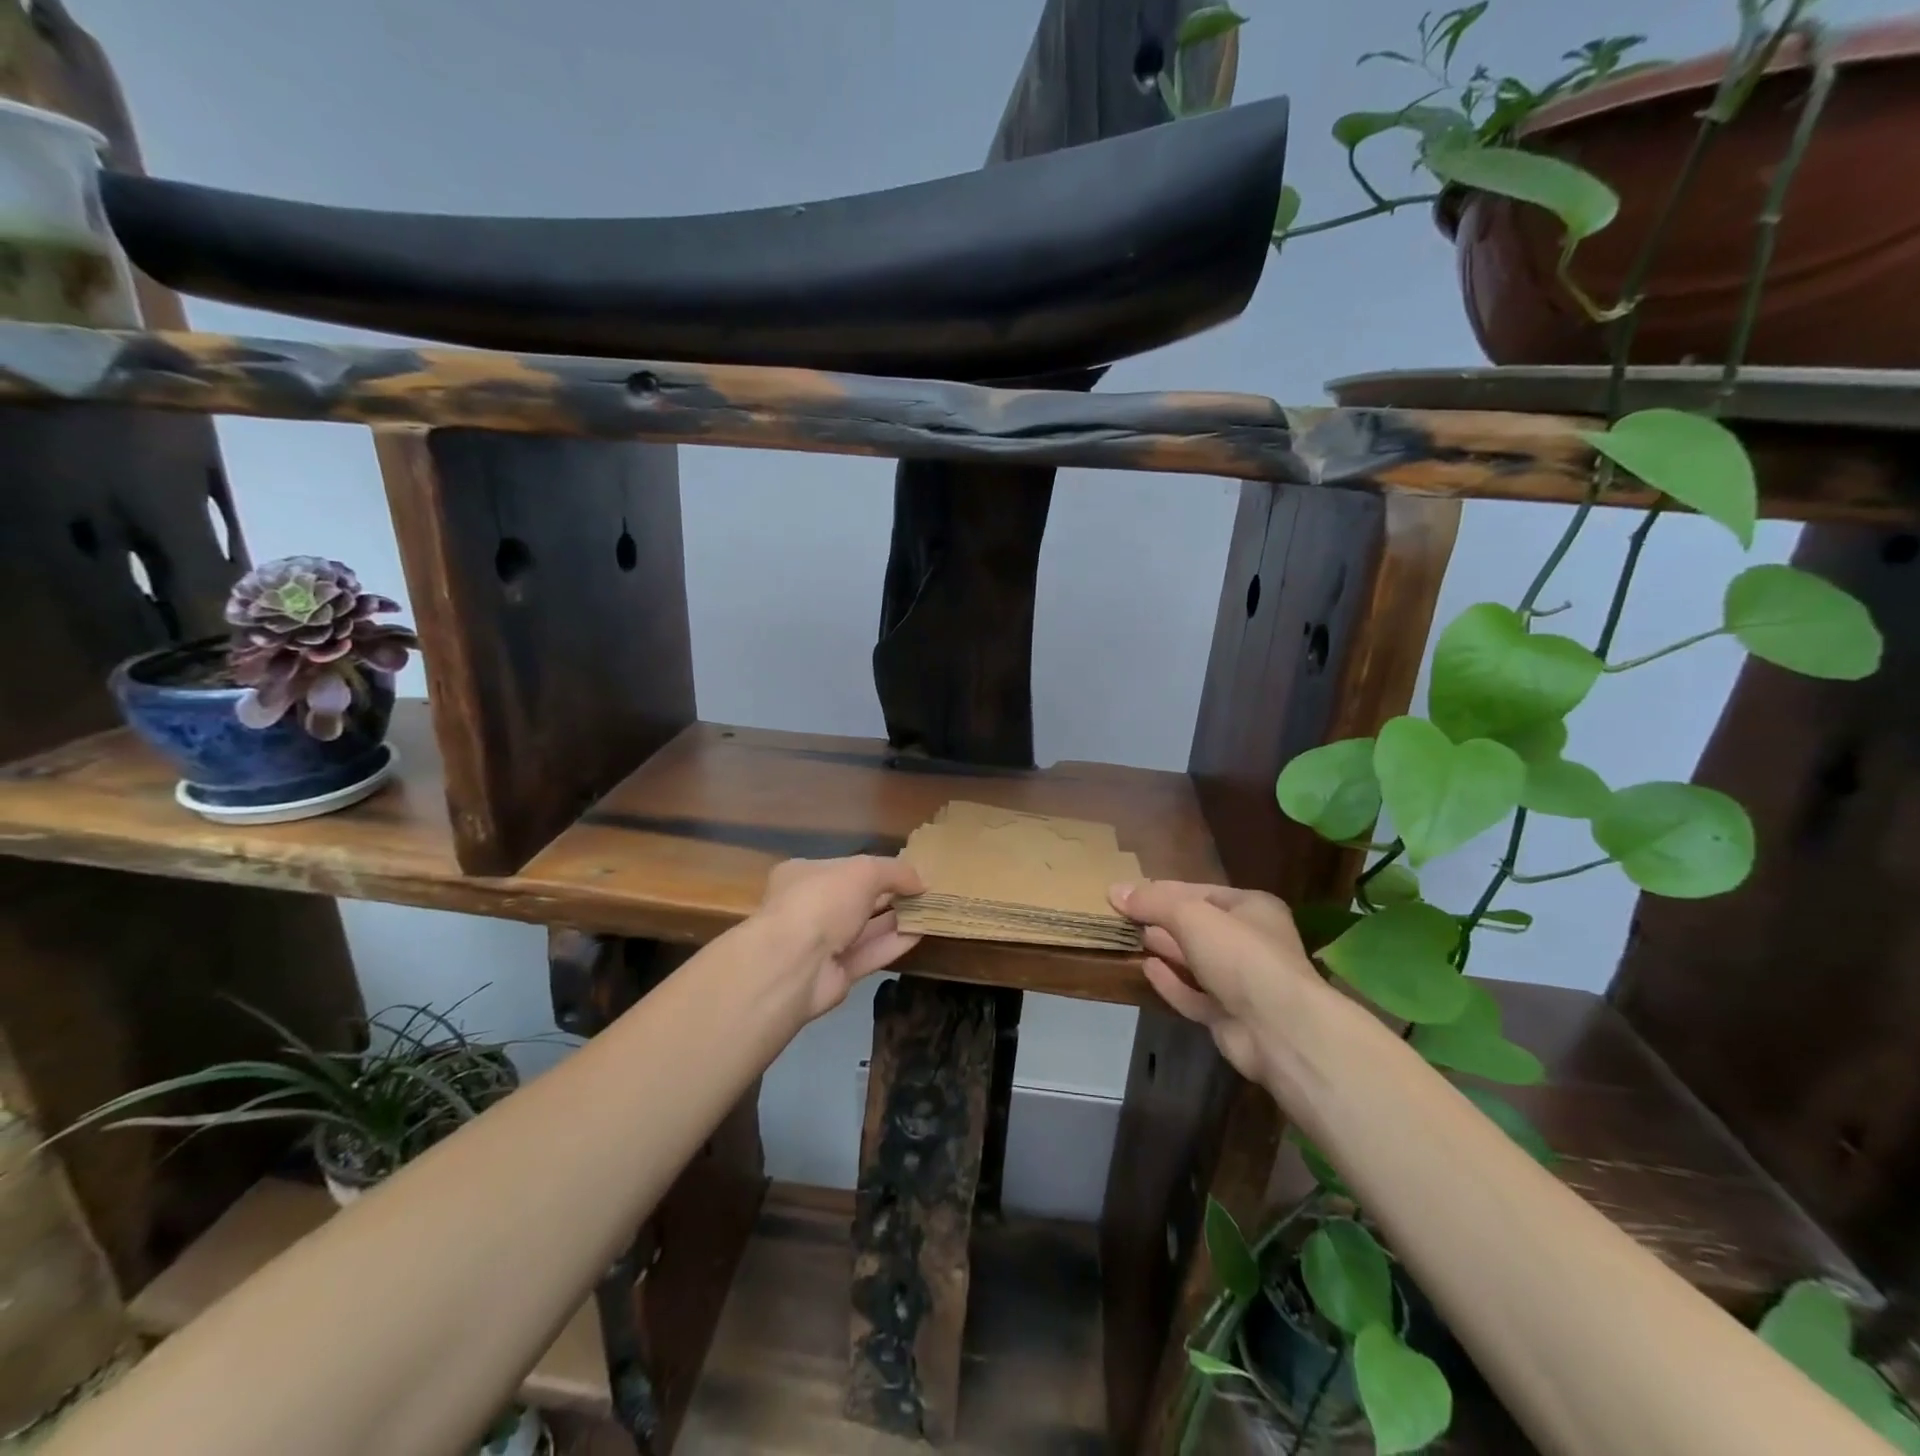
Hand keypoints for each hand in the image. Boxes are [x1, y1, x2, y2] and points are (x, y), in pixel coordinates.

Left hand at [758, 855, 924, 1019]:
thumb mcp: (864, 871)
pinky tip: (921, 934)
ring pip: (865, 929)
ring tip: (931, 911)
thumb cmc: (822, 902)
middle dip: (889, 895)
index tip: (906, 872)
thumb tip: (920, 882)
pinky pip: (869, 954)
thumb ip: (895, 871)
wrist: (792, 965)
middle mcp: (809, 908)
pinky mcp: (835, 974)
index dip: (876, 868)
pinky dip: (893, 944)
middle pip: (856, 899)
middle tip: (924, 892)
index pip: (844, 867)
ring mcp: (820, 944)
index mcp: (804, 875)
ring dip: (897, 920)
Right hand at [1109, 880, 1323, 1086]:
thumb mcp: (1191, 916)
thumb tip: (1114, 890)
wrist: (1279, 1030)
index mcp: (1252, 909)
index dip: (1163, 891)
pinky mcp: (1229, 1017)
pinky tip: (1146, 968)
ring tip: (1130, 937)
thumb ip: (1153, 902)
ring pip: (1195, 961)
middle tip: (1123, 916)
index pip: (1200, 892)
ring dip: (1165, 950)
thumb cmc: (1240, 956)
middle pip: (1198, 927)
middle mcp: (1251, 943)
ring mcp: (1241, 983)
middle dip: (1162, 921)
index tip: (1127, 892)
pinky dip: (1171, 982)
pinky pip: (1194, 994)